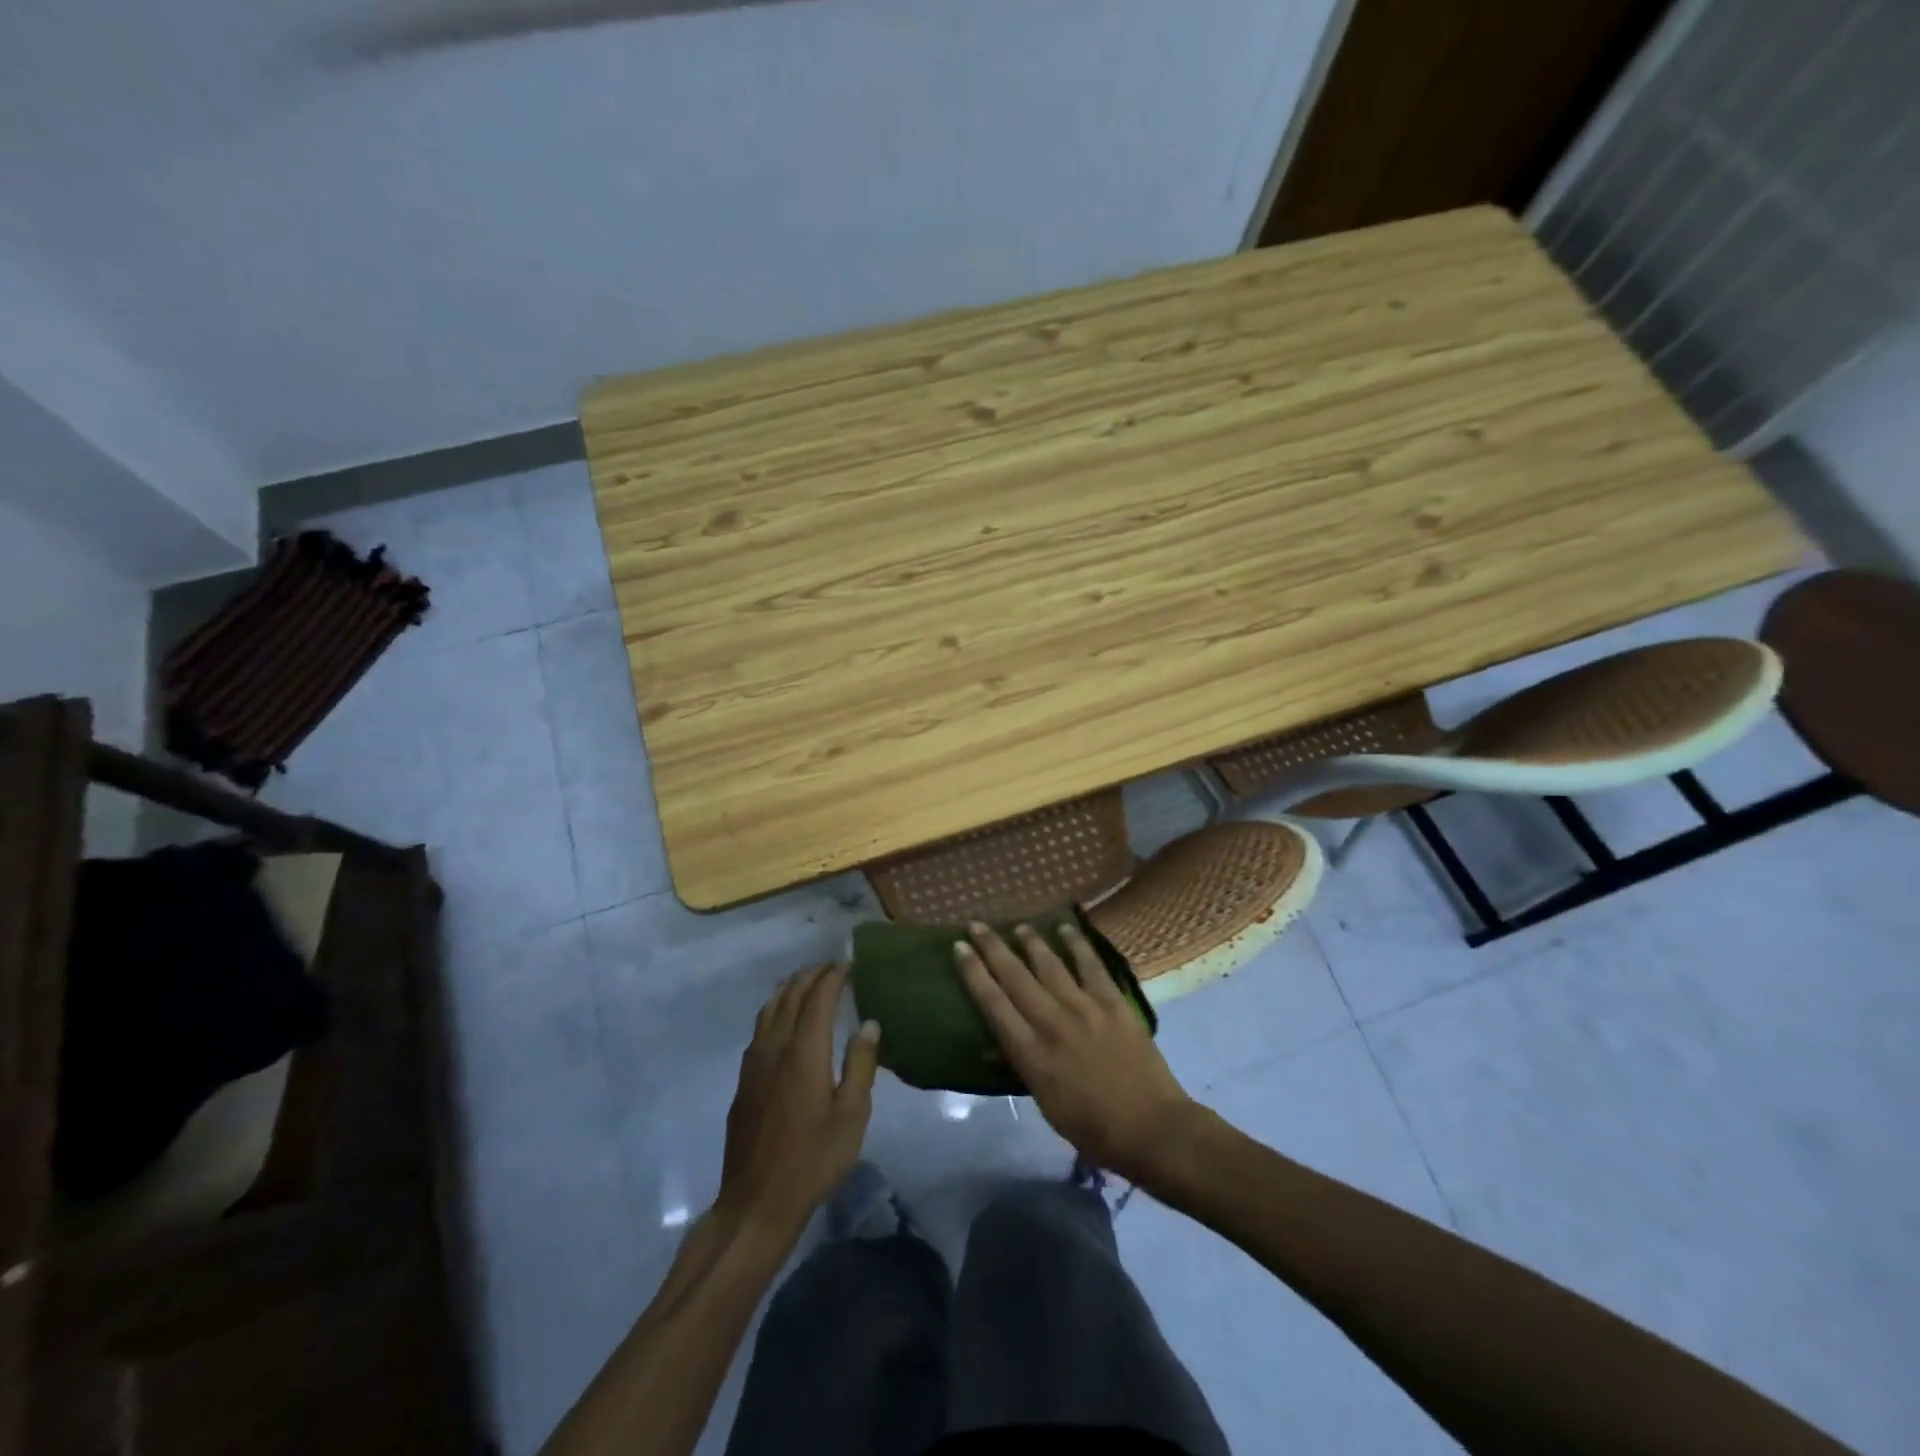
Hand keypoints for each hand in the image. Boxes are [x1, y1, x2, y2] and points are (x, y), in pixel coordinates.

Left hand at [714, 964, 880, 1245]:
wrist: (758, 1201)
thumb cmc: (814, 1158)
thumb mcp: (852, 1114)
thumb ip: (861, 1064)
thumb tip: (868, 1023)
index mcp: (804, 1051)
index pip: (818, 998)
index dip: (833, 977)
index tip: (849, 964)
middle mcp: (775, 1047)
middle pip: (791, 996)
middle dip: (811, 976)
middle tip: (831, 967)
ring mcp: (754, 1063)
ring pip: (769, 1009)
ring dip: (789, 989)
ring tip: (806, 982)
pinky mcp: (744, 1080)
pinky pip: (760, 1028)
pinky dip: (774, 1010)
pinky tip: (782, 1020)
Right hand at [954, 923, 1197, 1184]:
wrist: (1150, 1128)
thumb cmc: (1092, 1127)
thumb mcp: (1045, 1103)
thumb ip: (1020, 1067)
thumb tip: (993, 1043)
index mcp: (1030, 1053)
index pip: (992, 1003)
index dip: (973, 973)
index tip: (959, 948)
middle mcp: (1051, 1022)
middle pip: (1014, 976)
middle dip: (992, 948)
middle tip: (976, 925)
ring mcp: (1083, 1008)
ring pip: (1049, 964)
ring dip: (1031, 942)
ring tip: (1018, 926)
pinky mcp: (1113, 1002)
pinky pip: (1091, 965)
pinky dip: (1077, 944)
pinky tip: (1066, 928)